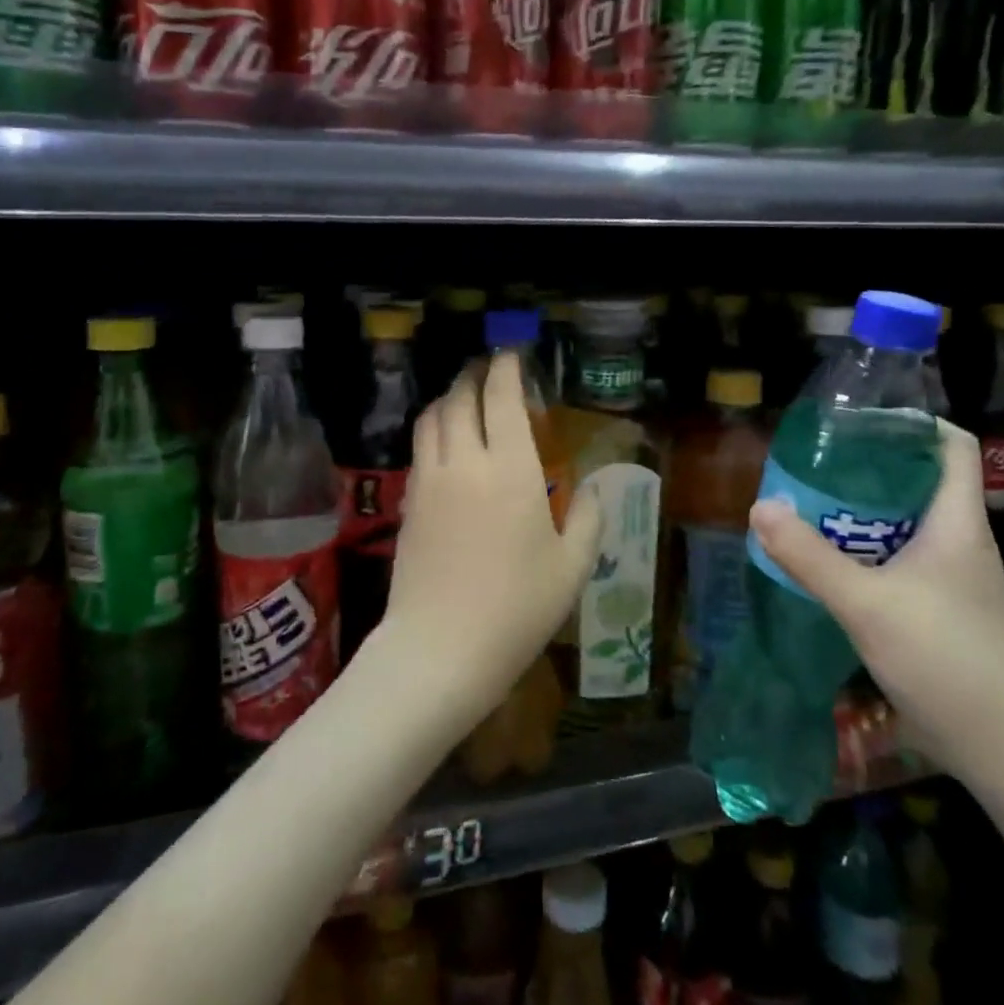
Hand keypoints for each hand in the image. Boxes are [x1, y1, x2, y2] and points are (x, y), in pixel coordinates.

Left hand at [376, 353, 603, 725]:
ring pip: (431, 418)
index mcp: (511, 470)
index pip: (502, 398)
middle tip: (487, 370)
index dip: (506, 369)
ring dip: (448, 398)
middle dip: (473, 375)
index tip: (512, 355)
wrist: (439, 649)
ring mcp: (430, 481)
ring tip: (464, 398)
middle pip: (460, 398)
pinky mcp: (409, 503)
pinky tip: (445, 445)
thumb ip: (588, 520)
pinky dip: (433, 430)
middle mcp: (465, 462)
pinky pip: (419, 448)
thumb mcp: (571, 569)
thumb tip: (595, 489)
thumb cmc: (516, 610)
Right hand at [748, 421, 1003, 786]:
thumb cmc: (946, 659)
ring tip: (808, 508)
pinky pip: (898, 560)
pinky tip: (827, 564)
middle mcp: (959, 541)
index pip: (952, 445)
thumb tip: (760, 506)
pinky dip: (863, 552)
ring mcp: (952, 578)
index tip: (857, 421)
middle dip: (865, 468)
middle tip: (812, 465)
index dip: (911, 423)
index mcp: (957, 522)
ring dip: (859, 514)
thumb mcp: (866, 603)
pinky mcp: (940, 608)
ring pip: (903, 524)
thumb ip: (809, 556)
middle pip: (917, 481)